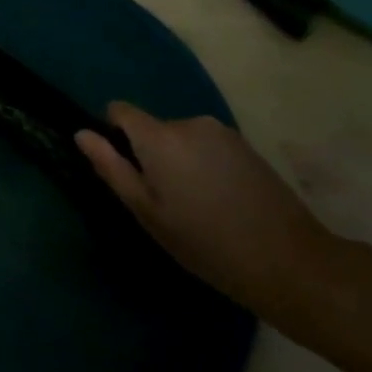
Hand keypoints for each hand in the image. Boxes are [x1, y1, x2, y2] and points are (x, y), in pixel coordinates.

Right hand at [76, 104, 330, 310]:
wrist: (289, 261)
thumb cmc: (206, 243)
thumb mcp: (148, 213)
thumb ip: (112, 168)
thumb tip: (81, 133)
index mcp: (160, 137)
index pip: (120, 110)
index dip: (113, 134)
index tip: (124, 170)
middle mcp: (189, 123)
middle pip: (152, 128)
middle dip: (150, 155)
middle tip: (164, 203)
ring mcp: (221, 132)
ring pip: (181, 139)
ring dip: (178, 162)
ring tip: (196, 207)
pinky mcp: (245, 146)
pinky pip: (207, 146)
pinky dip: (204, 166)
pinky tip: (221, 203)